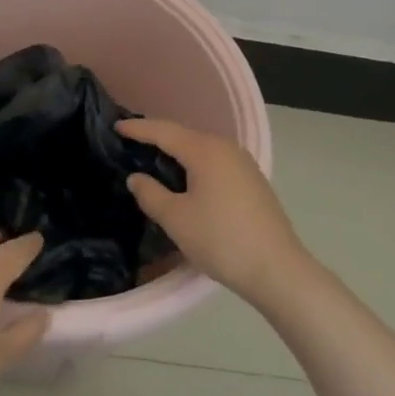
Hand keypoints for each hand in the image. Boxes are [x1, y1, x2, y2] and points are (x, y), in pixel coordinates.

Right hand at [117, 119, 308, 303]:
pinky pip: (215, 163)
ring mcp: (243, 164)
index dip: (138, 128)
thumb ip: (150, 194)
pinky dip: (194, 165)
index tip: (116, 126)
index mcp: (205, 150)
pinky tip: (186, 179)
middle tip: (131, 141)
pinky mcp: (252, 182)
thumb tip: (137, 177)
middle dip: (157, 137)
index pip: (164, 131)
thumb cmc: (221, 240)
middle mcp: (226, 148)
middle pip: (184, 135)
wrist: (278, 270)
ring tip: (154, 159)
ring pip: (201, 149)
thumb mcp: (176, 220)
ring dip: (177, 152)